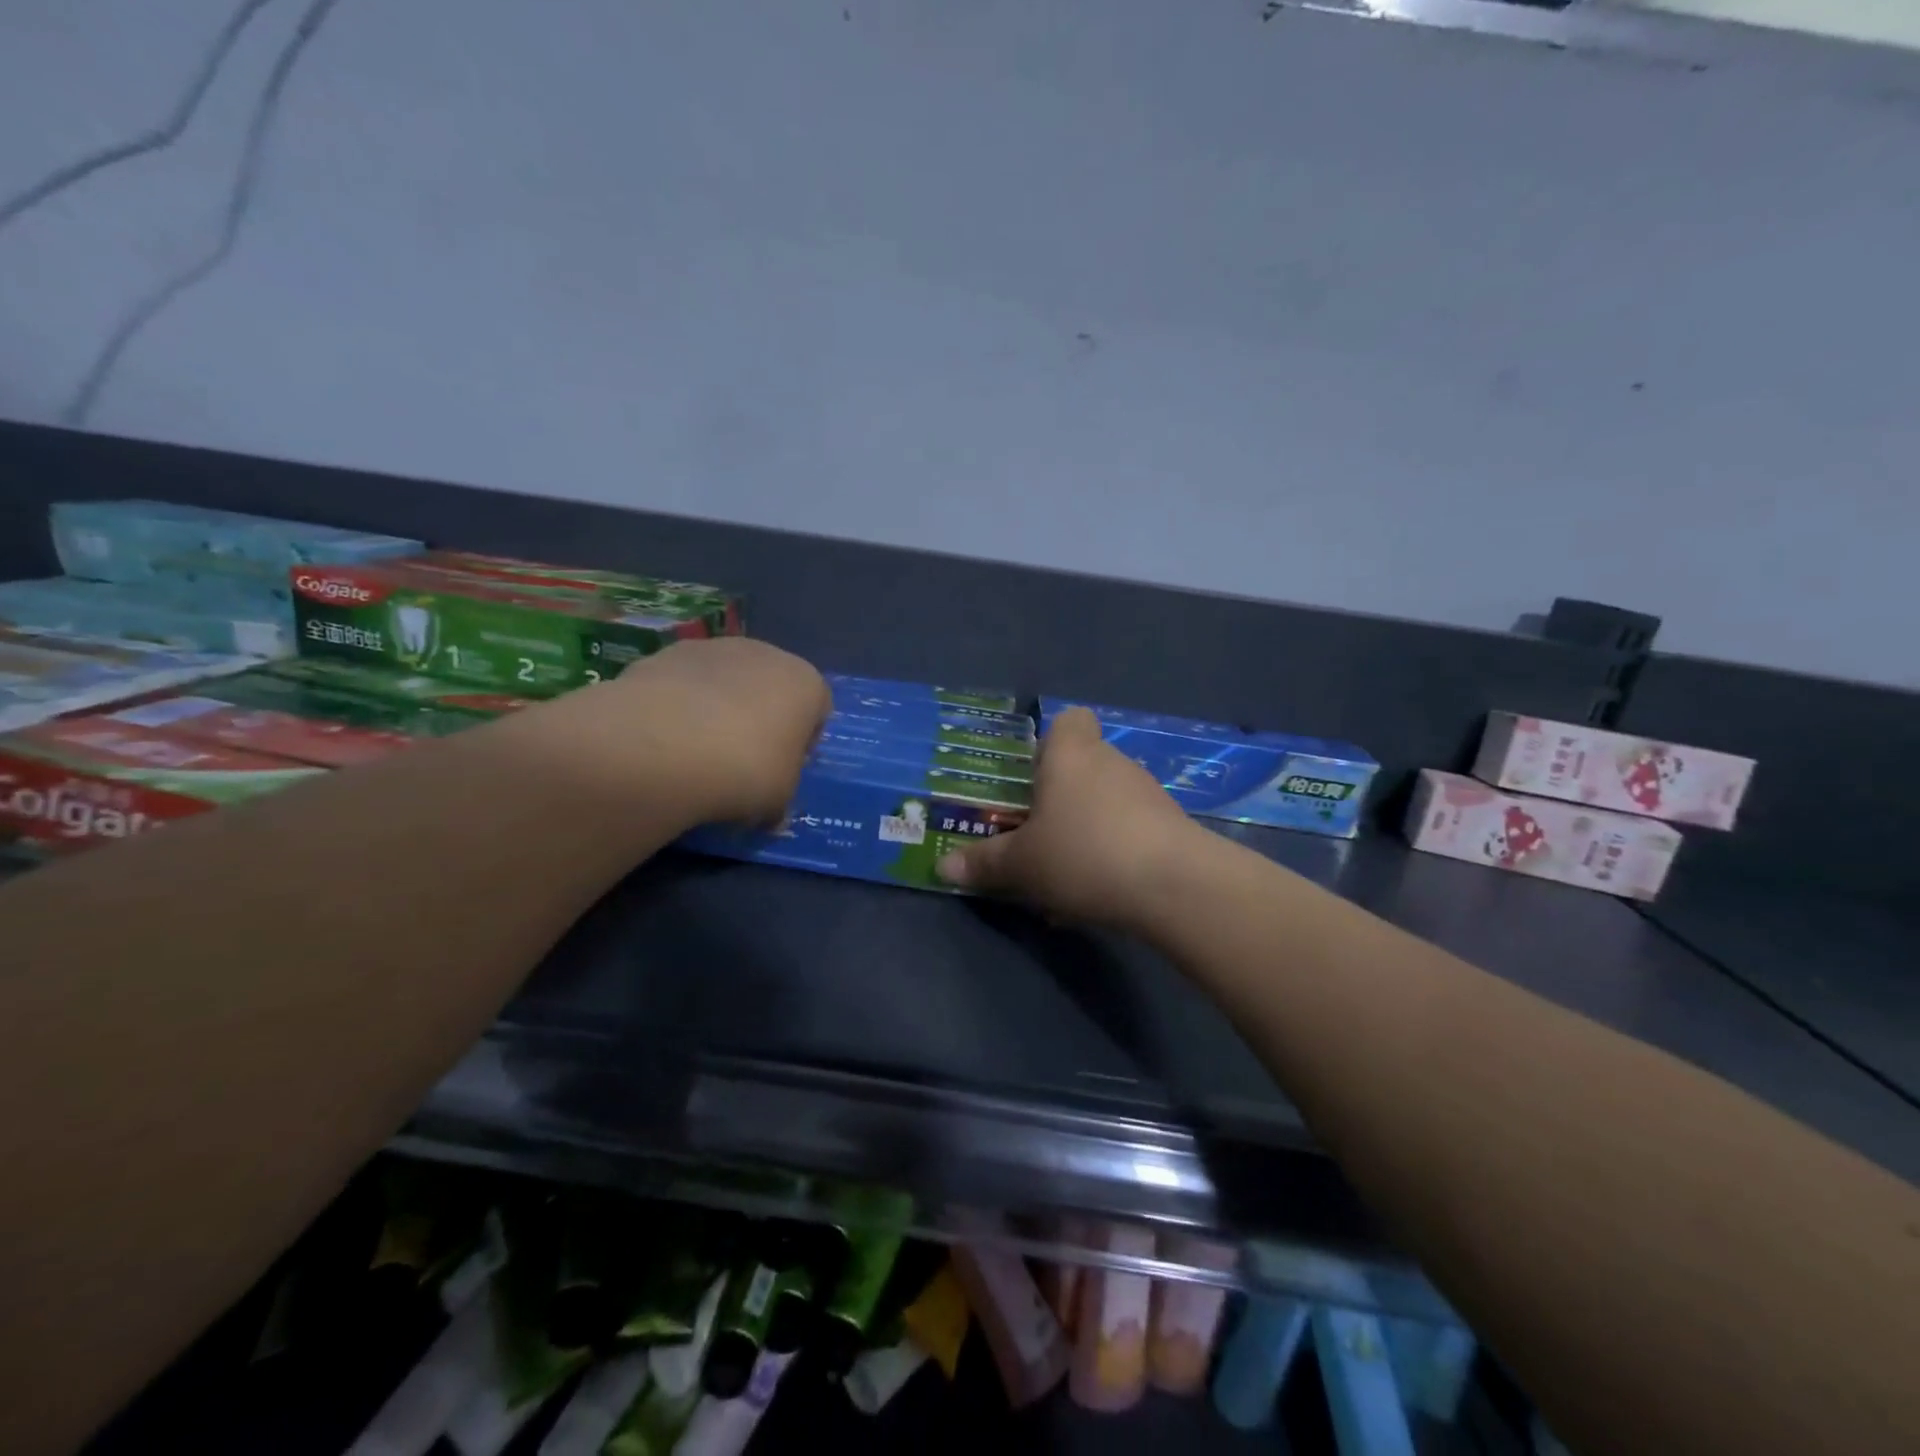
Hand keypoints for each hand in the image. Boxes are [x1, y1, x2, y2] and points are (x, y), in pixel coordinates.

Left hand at [601, 638, 828, 824]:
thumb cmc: (745, 770)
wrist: (664, 746)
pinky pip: (684, 684)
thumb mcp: (777, 801)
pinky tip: (664, 739)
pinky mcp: (666, 654)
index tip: (783, 771)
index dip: (802, 742)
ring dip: (718, 708)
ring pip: (725, 681)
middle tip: (741, 761)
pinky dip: (679, 705)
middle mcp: (766, 654)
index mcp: (806, 683)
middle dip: (760, 718)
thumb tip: (772, 814)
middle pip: (770, 687)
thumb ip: (781, 799)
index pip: (817, 709)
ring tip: (696, 752)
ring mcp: (713, 648)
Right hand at [935, 707, 1204, 928]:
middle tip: (1037, 834)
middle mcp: (1112, 763)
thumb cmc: (1082, 854)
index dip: (1052, 740)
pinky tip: (1098, 894)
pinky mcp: (1173, 827)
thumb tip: (943, 867)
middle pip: (1085, 765)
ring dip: (1087, 829)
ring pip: (1108, 803)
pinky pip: (1131, 832)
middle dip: (1062, 797)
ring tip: (1065, 876)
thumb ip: (984, 862)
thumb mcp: (1022, 864)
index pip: (1070, 720)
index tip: (1035, 775)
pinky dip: (1114, 853)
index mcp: (1071, 755)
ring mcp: (1148, 793)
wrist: (1173, 886)